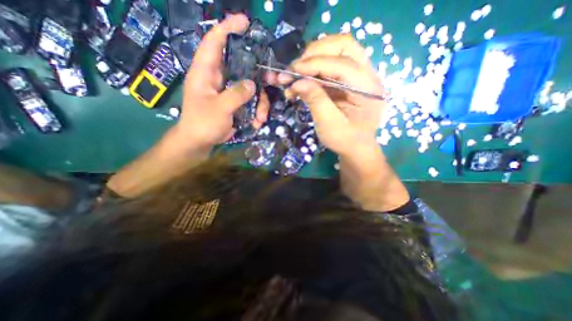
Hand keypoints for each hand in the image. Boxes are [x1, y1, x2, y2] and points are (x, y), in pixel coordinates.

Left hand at [175, 14, 270, 150]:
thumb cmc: (202, 123)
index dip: (228, 29)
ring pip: (250, 88)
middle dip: (258, 73)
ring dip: (260, 102)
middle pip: (241, 67)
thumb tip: (252, 84)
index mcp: (206, 72)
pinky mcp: (235, 103)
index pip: (214, 42)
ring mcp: (229, 92)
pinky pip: (250, 101)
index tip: (245, 21)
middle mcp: (218, 78)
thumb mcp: (219, 108)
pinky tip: (258, 123)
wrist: (200, 142)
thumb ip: (236, 94)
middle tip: (272, 79)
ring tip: (262, 117)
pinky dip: (257, 111)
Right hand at [272, 33, 383, 155]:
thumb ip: (316, 101)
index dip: (315, 64)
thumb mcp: (329, 125)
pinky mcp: (347, 80)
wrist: (356, 148)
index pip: (343, 64)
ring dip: (312, 59)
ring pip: (336, 51)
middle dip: (316, 53)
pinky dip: (312, 71)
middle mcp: (367, 75)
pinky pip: (329, 66)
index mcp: (368, 89)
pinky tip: (300, 82)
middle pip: (344, 46)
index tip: (293, 71)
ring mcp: (358, 76)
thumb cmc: (346, 140)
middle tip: (295, 68)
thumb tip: (297, 81)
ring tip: (294, 74)